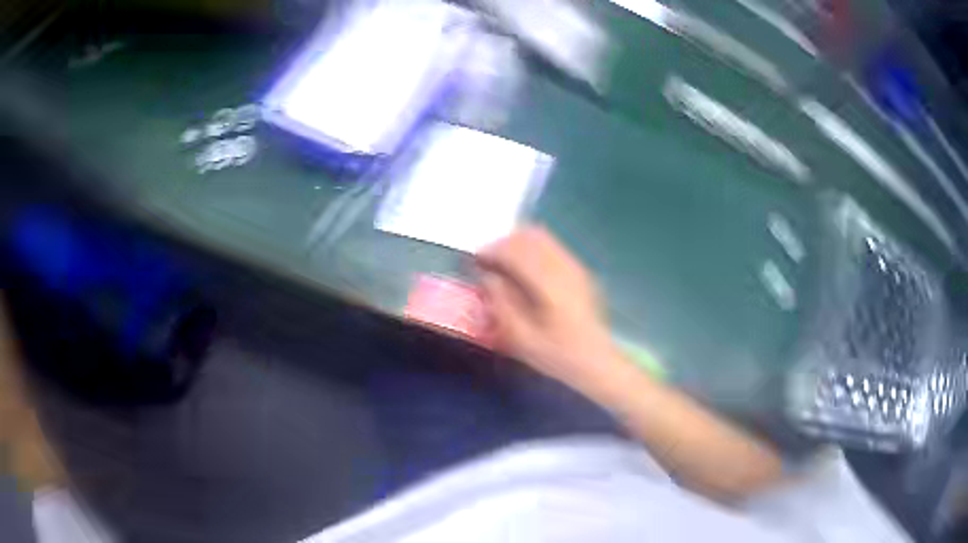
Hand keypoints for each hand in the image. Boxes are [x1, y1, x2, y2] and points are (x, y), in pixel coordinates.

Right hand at [476, 226, 626, 391]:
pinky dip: (533, 248)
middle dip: (504, 243)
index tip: (475, 259)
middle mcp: (564, 268)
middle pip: (530, 237)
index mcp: (549, 285)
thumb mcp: (521, 337)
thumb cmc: (556, 355)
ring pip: (542, 237)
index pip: (515, 251)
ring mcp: (575, 267)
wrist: (596, 361)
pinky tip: (525, 268)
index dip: (492, 251)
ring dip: (518, 243)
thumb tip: (487, 276)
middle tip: (487, 260)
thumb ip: (501, 303)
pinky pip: (553, 246)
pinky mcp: (580, 271)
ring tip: (503, 262)